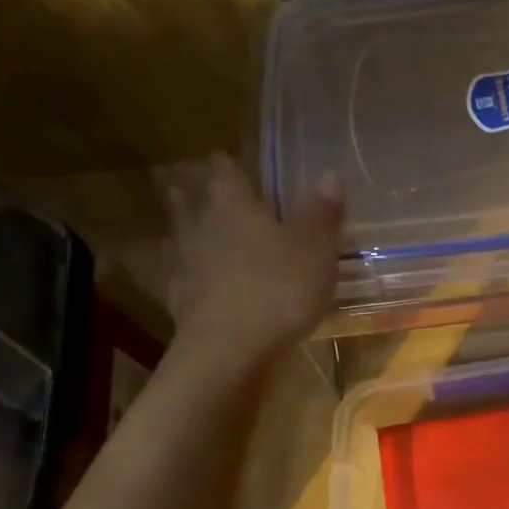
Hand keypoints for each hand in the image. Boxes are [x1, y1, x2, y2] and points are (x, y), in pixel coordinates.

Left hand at [163, 154, 342, 354]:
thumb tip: (329, 174)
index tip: (225, 159)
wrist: (229, 350)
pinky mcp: (180, 302)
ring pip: (179, 239)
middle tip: (191, 189)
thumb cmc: (278, 289)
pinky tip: (192, 283)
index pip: (226, 173)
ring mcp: (186, 266)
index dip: (227, 165)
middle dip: (193, 195)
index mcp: (234, 206)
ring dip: (184, 234)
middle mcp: (202, 227)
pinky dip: (186, 276)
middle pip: (191, 202)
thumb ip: (321, 214)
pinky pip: (180, 279)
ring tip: (184, 232)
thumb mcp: (315, 251)